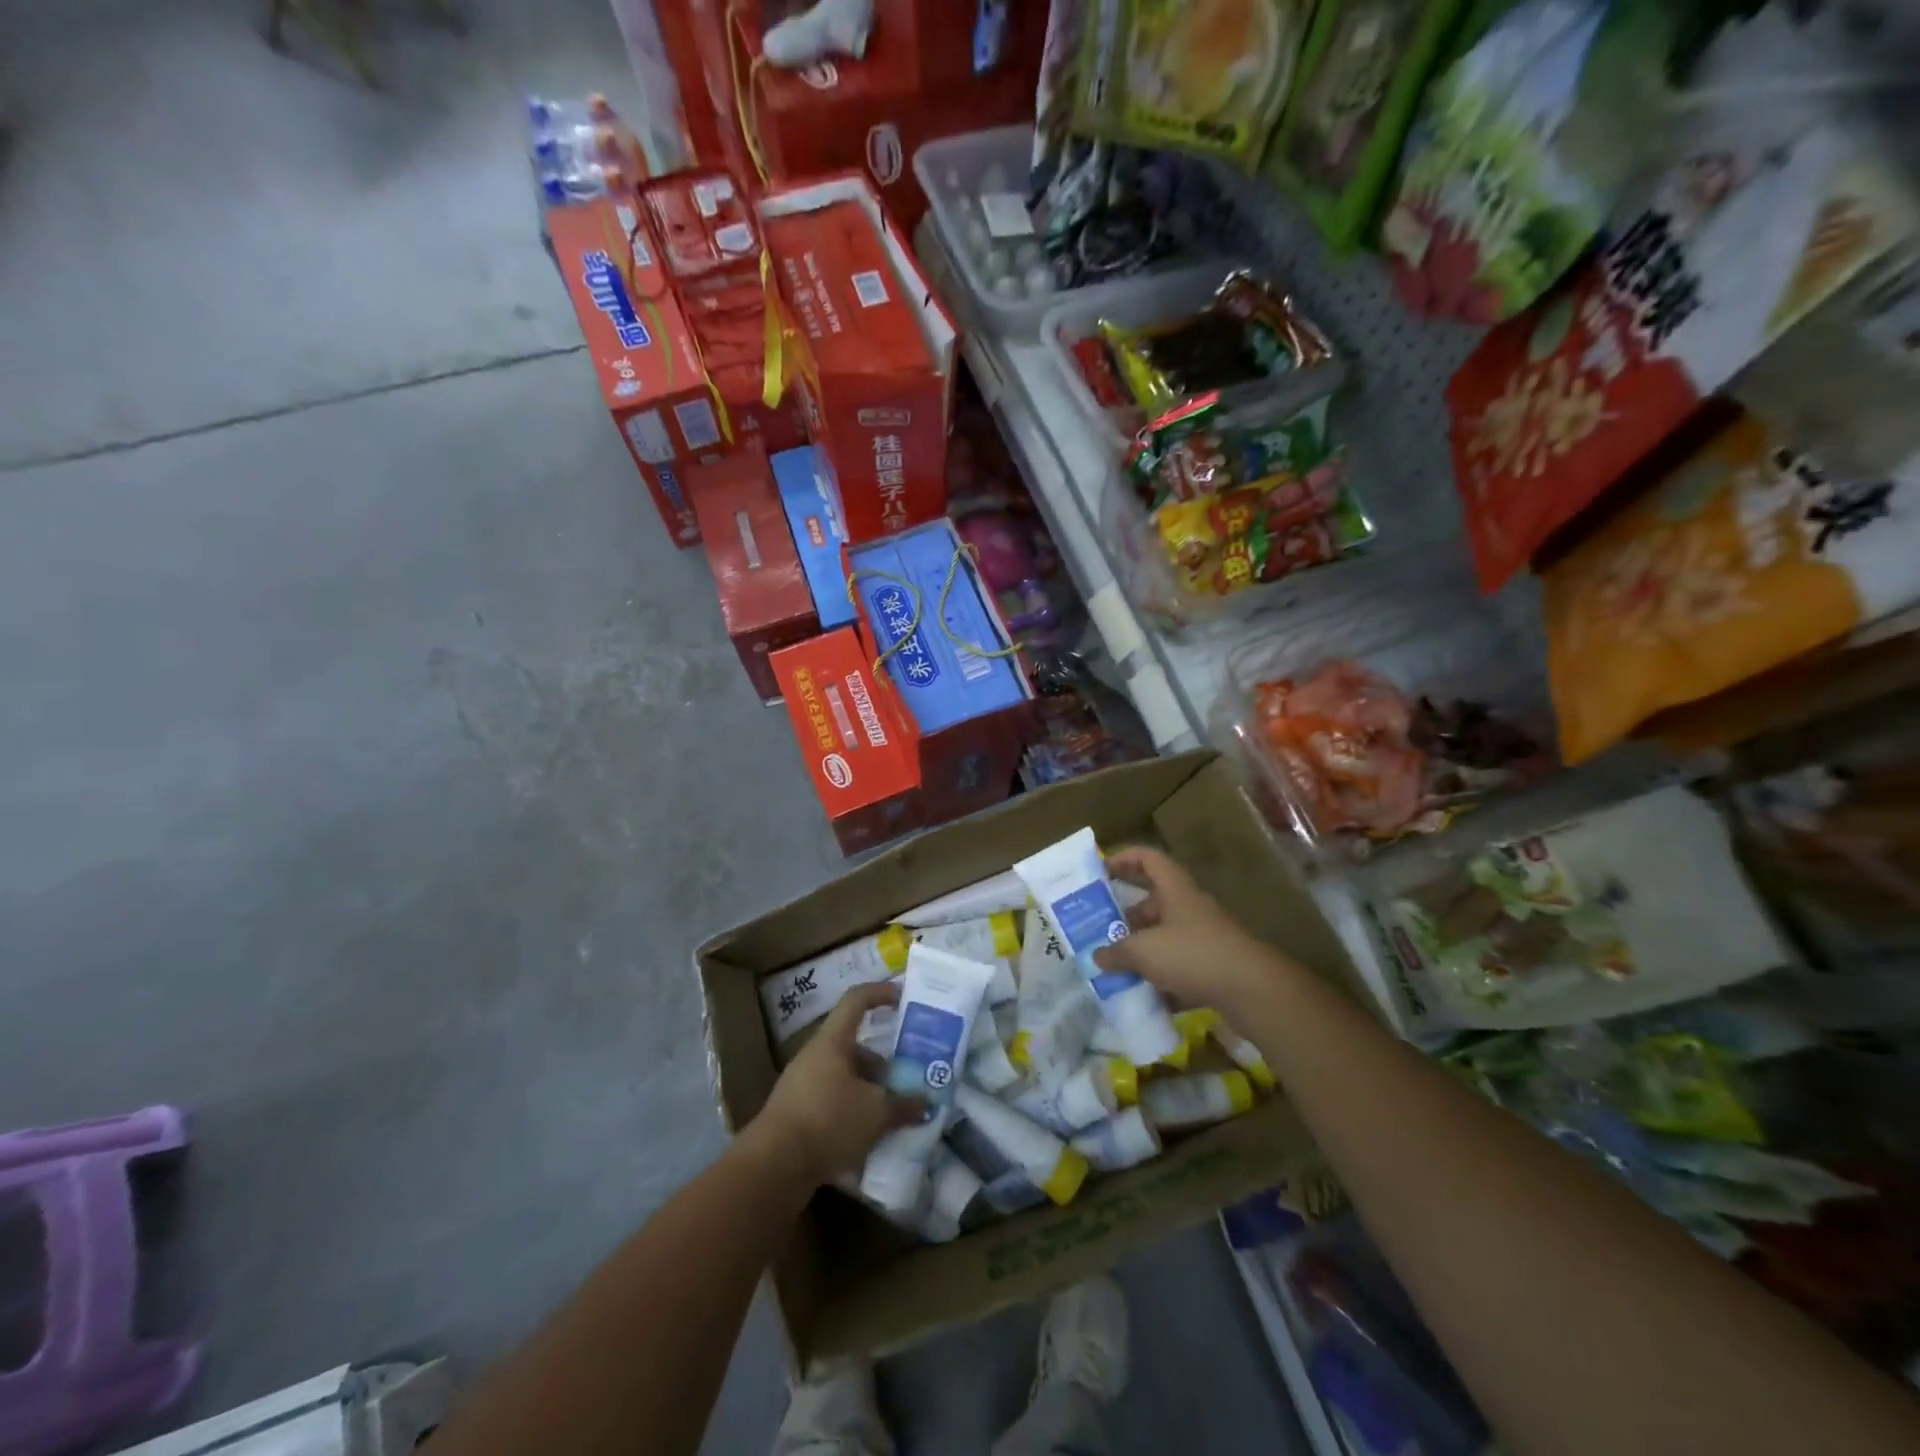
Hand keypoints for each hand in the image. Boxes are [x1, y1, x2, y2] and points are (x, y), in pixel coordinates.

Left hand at [743, 982, 923, 1186]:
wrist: (773, 1167)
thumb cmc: (828, 1120)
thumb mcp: (876, 1112)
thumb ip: (903, 1104)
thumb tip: (924, 1101)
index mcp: (832, 1042)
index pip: (856, 1000)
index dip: (880, 993)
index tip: (903, 998)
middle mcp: (815, 1056)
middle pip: (855, 1047)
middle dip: (882, 1064)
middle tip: (906, 1080)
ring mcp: (802, 1086)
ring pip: (845, 1078)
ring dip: (869, 1092)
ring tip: (893, 1115)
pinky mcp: (796, 1115)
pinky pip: (832, 1103)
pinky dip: (853, 1114)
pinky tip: (869, 1139)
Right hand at [1094, 845, 1294, 1024]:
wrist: (1253, 990)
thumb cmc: (1193, 955)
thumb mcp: (1144, 952)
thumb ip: (1116, 952)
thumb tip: (1097, 956)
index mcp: (1175, 890)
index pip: (1148, 859)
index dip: (1123, 859)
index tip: (1100, 872)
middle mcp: (1190, 907)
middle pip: (1153, 902)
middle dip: (1126, 917)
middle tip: (1101, 932)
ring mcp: (1205, 937)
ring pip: (1165, 936)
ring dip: (1142, 949)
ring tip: (1116, 967)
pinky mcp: (1214, 966)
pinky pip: (1180, 965)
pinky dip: (1161, 977)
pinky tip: (1143, 995)